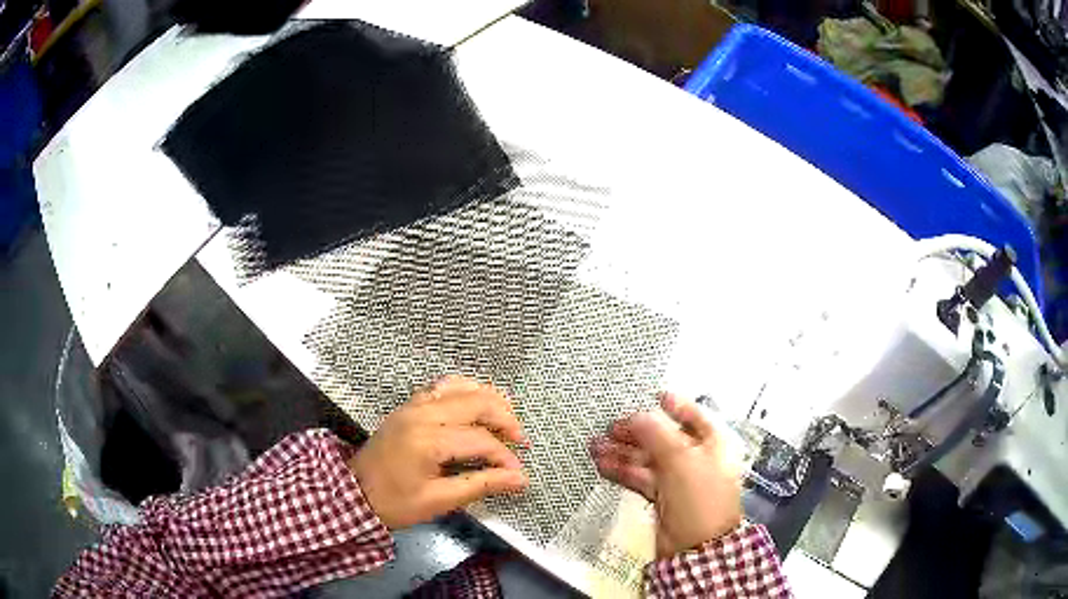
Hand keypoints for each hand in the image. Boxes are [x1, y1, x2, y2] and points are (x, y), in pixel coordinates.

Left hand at [349, 376, 529, 529]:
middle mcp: (421, 413)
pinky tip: (476, 406)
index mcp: (427, 440)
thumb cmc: (395, 503)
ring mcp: (412, 405)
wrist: (352, 493)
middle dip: (505, 419)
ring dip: (488, 399)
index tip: (518, 475)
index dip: (504, 457)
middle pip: (476, 402)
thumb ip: (481, 484)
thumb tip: (520, 479)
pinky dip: (465, 391)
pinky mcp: (407, 406)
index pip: (480, 439)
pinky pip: (442, 387)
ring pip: (460, 386)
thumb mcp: (439, 500)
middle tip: (521, 440)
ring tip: (505, 419)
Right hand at [591, 393, 742, 557]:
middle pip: (664, 438)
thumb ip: (656, 433)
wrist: (696, 547)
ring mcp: (679, 479)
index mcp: (712, 443)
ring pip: (648, 459)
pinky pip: (641, 477)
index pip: (694, 416)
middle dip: (637, 431)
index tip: (653, 394)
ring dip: (622, 452)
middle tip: (609, 426)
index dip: (675, 405)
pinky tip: (602, 465)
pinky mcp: (663, 497)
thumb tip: (636, 415)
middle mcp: (697, 458)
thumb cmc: (698, 495)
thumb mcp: (680, 459)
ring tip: (595, 445)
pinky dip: (623, 471)